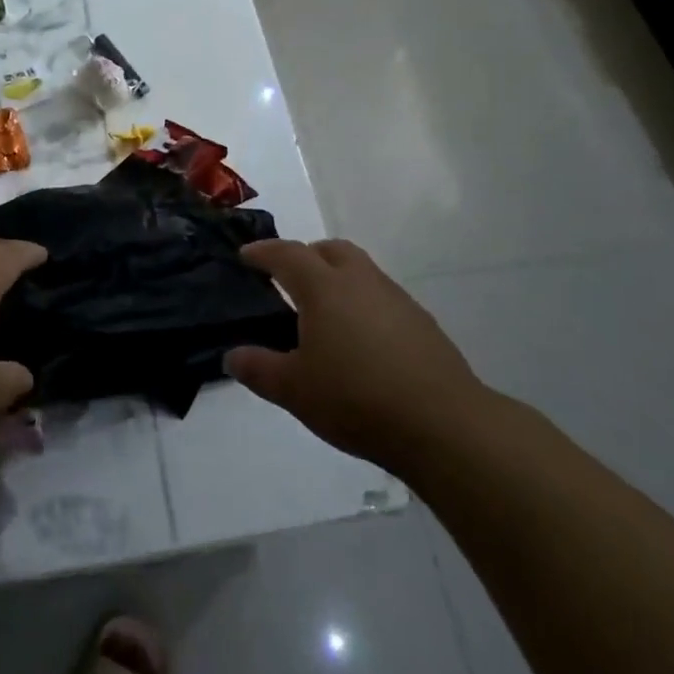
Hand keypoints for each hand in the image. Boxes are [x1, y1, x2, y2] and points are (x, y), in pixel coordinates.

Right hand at [225, 239, 493, 470]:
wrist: (442, 423)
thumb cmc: (355, 398)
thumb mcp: (294, 390)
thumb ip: (258, 369)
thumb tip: (232, 356)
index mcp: (324, 288)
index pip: (287, 254)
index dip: (263, 252)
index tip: (246, 255)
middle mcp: (361, 281)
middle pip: (330, 250)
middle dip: (305, 255)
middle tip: (287, 278)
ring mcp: (396, 299)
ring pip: (360, 270)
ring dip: (337, 277)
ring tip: (322, 312)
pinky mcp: (421, 322)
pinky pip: (381, 297)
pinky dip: (362, 303)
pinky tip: (359, 340)